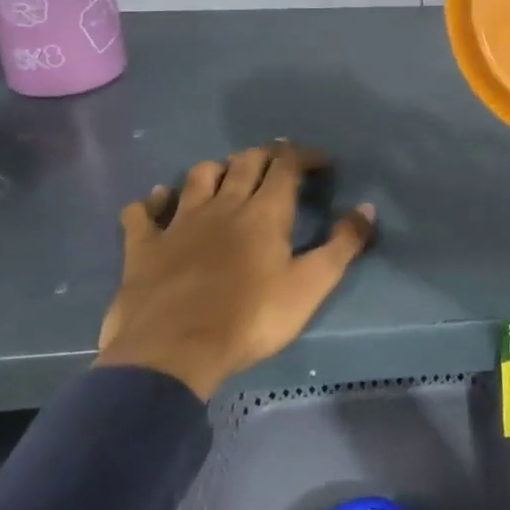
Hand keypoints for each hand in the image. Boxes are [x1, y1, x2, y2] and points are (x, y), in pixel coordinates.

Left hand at [98, 143, 375, 400]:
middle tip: (279, 165)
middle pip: (245, 162)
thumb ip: (343, 245)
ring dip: (217, 170)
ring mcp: (179, 222)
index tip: (321, 162)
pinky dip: (152, 201)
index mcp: (265, 211)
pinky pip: (142, 212)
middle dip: (266, 156)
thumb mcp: (311, 286)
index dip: (305, 156)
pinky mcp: (144, 247)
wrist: (172, 353)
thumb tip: (367, 208)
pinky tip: (157, 201)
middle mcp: (223, 204)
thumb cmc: (251, 318)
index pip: (287, 164)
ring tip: (227, 178)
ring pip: (198, 176)